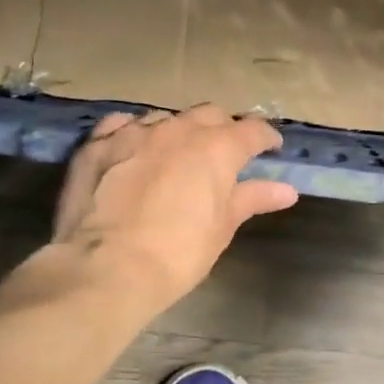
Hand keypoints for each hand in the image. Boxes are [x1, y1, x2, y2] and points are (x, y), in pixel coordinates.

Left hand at [50, 104, 298, 307]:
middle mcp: (178, 129)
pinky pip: (121, 124)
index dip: (265, 138)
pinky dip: (135, 132)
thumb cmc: (177, 253)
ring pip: (166, 117)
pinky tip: (134, 149)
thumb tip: (286, 190)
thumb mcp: (222, 228)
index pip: (252, 130)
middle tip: (224, 153)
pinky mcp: (97, 143)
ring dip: (178, 130)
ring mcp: (134, 131)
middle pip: (210, 115)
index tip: (271, 148)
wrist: (106, 268)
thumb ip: (252, 199)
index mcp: (217, 148)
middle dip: (222, 129)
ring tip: (177, 153)